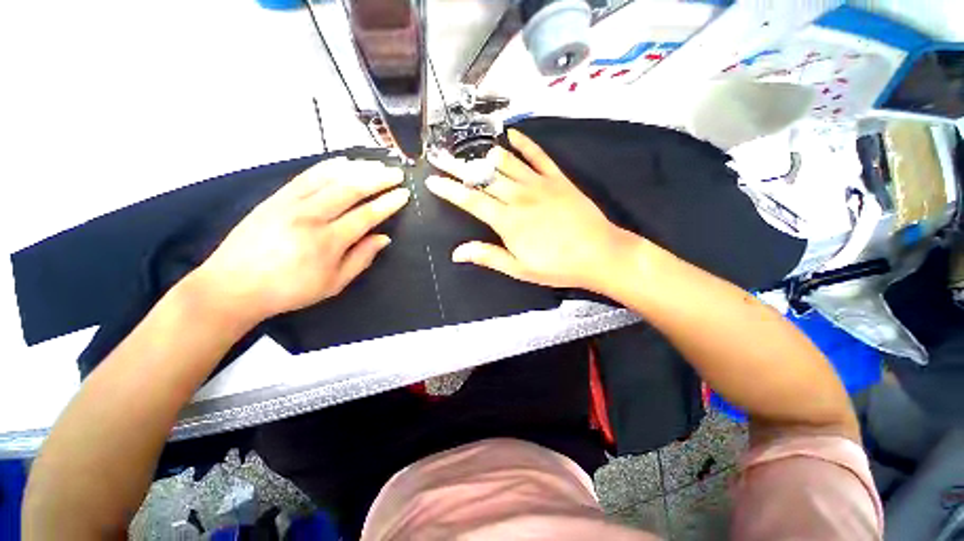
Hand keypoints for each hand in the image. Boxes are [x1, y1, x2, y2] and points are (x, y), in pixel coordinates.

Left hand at [194, 158, 409, 323]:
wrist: (233, 286)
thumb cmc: (289, 290)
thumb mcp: (333, 284)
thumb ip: (361, 259)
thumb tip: (384, 238)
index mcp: (328, 242)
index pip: (366, 215)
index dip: (388, 203)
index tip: (404, 193)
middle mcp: (311, 217)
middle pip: (350, 189)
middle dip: (377, 178)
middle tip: (396, 173)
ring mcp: (291, 204)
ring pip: (329, 178)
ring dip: (357, 168)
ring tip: (376, 164)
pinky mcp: (275, 198)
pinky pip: (306, 176)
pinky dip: (327, 166)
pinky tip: (343, 162)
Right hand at [426, 129, 640, 291]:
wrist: (599, 254)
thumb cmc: (557, 266)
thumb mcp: (519, 268)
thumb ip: (488, 256)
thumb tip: (457, 253)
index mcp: (508, 221)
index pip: (471, 200)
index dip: (449, 189)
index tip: (432, 180)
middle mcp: (519, 197)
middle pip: (483, 177)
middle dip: (458, 166)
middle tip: (439, 155)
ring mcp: (539, 184)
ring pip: (506, 163)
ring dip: (484, 154)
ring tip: (467, 146)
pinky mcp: (558, 179)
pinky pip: (538, 156)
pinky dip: (525, 144)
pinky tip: (512, 135)